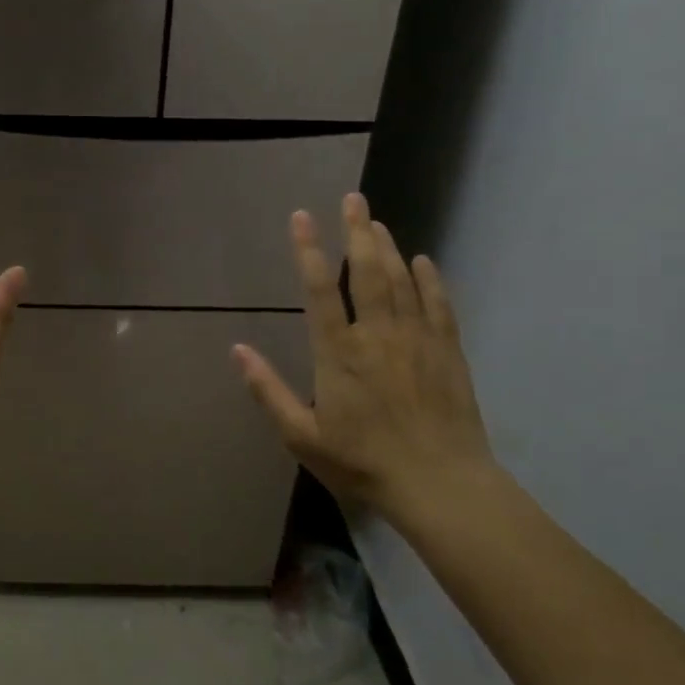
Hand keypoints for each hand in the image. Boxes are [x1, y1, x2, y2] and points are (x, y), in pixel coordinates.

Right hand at [233, 193, 496, 521]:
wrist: (441, 485)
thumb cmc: (363, 462)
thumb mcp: (302, 436)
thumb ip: (268, 390)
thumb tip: (237, 350)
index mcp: (339, 353)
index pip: (320, 290)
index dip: (309, 251)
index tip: (301, 217)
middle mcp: (378, 335)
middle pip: (368, 272)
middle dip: (357, 231)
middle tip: (353, 199)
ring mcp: (416, 340)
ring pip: (402, 281)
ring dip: (388, 248)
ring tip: (377, 222)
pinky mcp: (447, 352)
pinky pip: (438, 305)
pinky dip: (430, 280)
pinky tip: (424, 261)